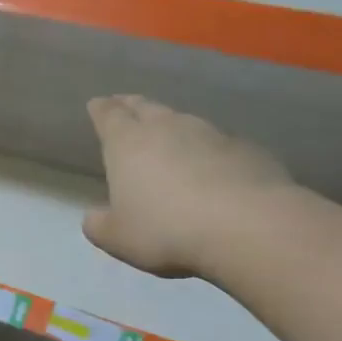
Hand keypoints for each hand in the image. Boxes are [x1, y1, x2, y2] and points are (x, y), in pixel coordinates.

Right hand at [83, 95, 293, 278]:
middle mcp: (167, 128)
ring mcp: (211, 134)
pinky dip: (207, 148)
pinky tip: (210, 164)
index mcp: (127, 143)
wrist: (247, 226)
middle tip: (125, 103)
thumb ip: (99, 224)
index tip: (96, 103)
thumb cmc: (165, 229)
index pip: (109, 115)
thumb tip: (94, 215)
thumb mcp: (116, 237)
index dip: (100, 109)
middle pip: (146, 107)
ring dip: (171, 124)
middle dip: (132, 105)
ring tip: (167, 132)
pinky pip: (218, 142)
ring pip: (183, 120)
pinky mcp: (247, 149)